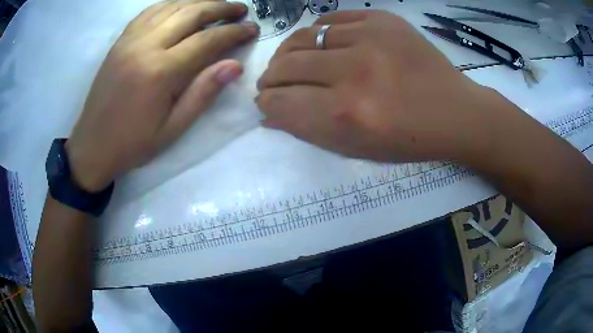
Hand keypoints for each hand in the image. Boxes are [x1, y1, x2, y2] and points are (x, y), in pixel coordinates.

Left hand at [67, 0, 258, 191]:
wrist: (92, 146)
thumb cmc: (132, 144)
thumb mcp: (172, 129)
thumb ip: (203, 93)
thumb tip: (235, 66)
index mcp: (160, 72)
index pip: (206, 40)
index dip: (233, 32)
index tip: (252, 28)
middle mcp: (145, 46)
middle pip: (191, 13)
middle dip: (221, 8)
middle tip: (241, 9)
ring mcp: (130, 39)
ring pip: (171, 6)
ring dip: (199, 2)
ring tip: (217, 5)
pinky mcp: (120, 41)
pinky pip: (149, 12)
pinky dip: (171, 4)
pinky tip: (182, 7)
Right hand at [257, 10, 507, 162]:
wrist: (456, 112)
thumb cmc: (410, 139)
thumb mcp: (358, 148)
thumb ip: (309, 130)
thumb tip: (269, 115)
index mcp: (347, 115)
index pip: (281, 102)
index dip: (267, 103)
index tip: (266, 102)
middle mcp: (354, 73)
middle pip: (286, 66)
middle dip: (270, 78)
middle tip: (272, 82)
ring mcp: (370, 38)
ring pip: (303, 37)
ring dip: (288, 53)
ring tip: (290, 61)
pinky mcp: (383, 20)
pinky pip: (331, 19)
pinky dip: (318, 32)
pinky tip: (320, 43)